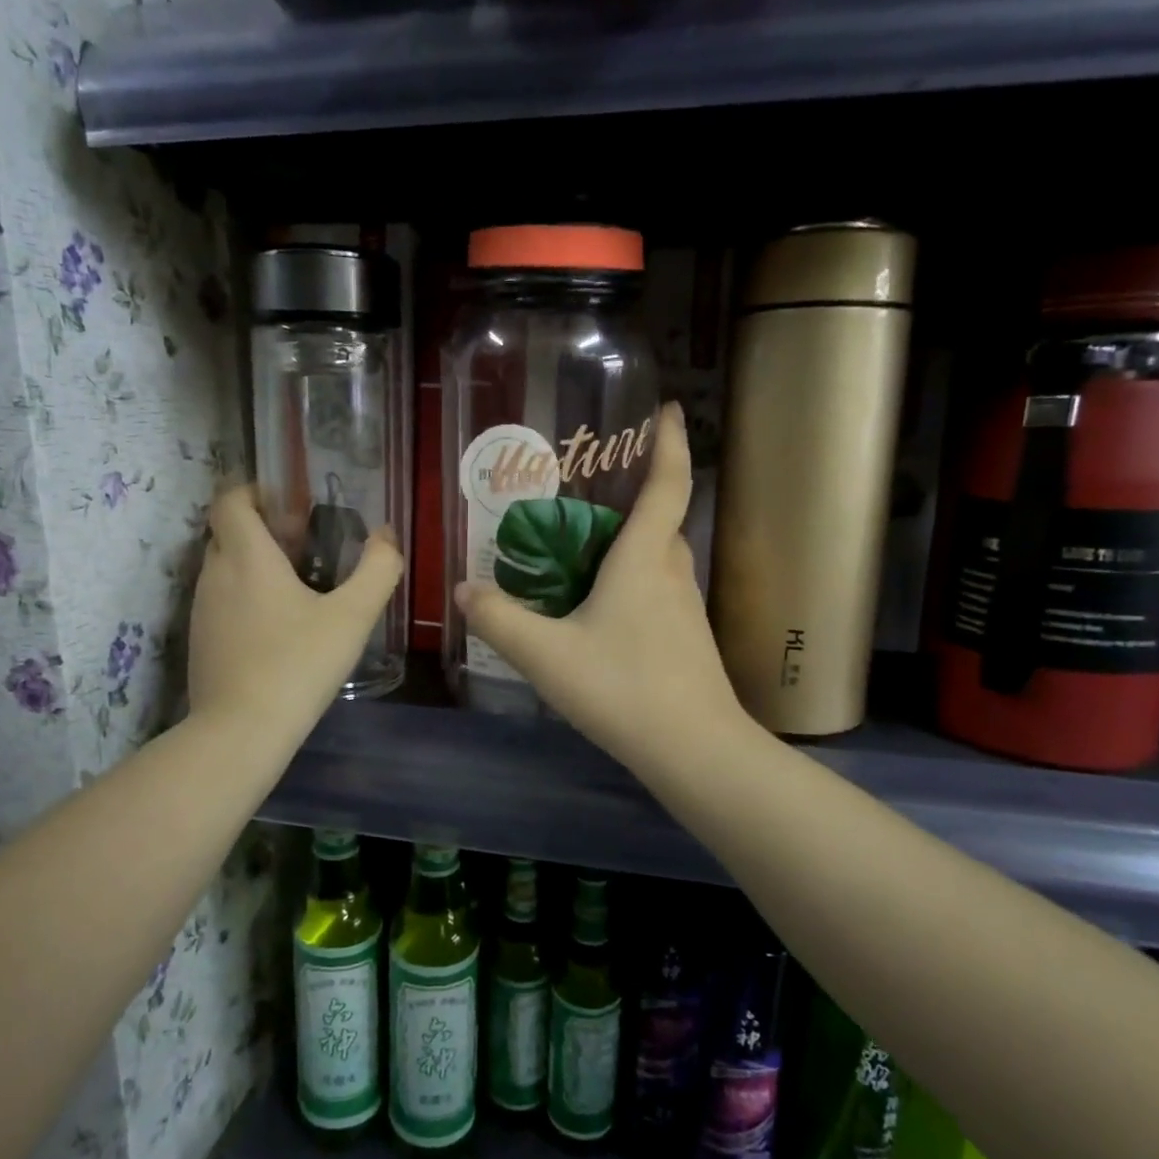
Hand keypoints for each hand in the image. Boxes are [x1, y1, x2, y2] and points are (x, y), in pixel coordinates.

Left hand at [188, 486, 401, 742]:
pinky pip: (221, 601)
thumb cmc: (299, 663)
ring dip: (254, 565)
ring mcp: (201, 610)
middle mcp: (215, 574)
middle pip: (227, 532)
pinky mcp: (200, 641)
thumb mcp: (353, 616)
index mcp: (246, 557)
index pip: (230, 500)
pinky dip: (245, 597)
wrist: (242, 731)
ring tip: (297, 587)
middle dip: (261, 528)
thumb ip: (377, 570)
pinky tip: (279, 628)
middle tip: (303, 544)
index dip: (254, 491)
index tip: (287, 503)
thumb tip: (386, 536)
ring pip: (223, 568)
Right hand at [454, 404, 747, 776]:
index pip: (667, 484)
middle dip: (637, 492)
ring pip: (659, 557)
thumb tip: (463, 592)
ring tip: (587, 546)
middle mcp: (671, 572)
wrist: (695, 749)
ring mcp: (686, 607)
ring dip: (633, 540)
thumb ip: (501, 621)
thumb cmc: (623, 688)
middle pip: (661, 518)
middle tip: (592, 488)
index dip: (669, 442)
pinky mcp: (688, 637)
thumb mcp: (547, 656)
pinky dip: (634, 580)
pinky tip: (602, 609)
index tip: (666, 409)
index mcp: (644, 558)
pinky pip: (659, 590)